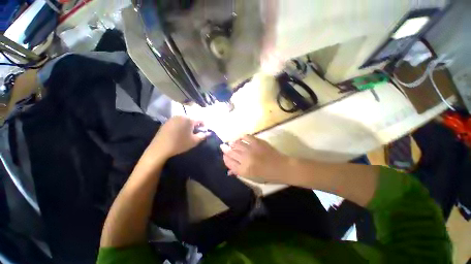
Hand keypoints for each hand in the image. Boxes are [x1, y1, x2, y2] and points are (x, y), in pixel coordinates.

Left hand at [144, 116, 210, 160]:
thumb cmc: (180, 144)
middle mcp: (181, 116)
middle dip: (195, 126)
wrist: (160, 148)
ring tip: (186, 134)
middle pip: (192, 120)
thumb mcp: (194, 141)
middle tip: (195, 134)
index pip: (200, 120)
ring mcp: (172, 118)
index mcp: (189, 120)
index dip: (204, 125)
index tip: (203, 131)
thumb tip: (209, 133)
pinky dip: (180, 126)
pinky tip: (178, 133)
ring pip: (184, 121)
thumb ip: (203, 136)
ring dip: (187, 126)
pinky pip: (177, 122)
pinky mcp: (166, 122)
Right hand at [220, 134, 288, 182]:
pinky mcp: (257, 142)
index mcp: (243, 170)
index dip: (225, 158)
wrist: (281, 167)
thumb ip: (239, 172)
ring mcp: (251, 149)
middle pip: (230, 152)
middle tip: (223, 146)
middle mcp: (245, 159)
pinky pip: (246, 137)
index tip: (224, 155)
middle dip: (225, 149)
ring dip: (232, 143)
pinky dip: (242, 137)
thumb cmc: (267, 175)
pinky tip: (241, 138)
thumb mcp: (251, 178)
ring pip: (236, 143)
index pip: (228, 162)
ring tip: (232, 143)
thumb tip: (229, 170)